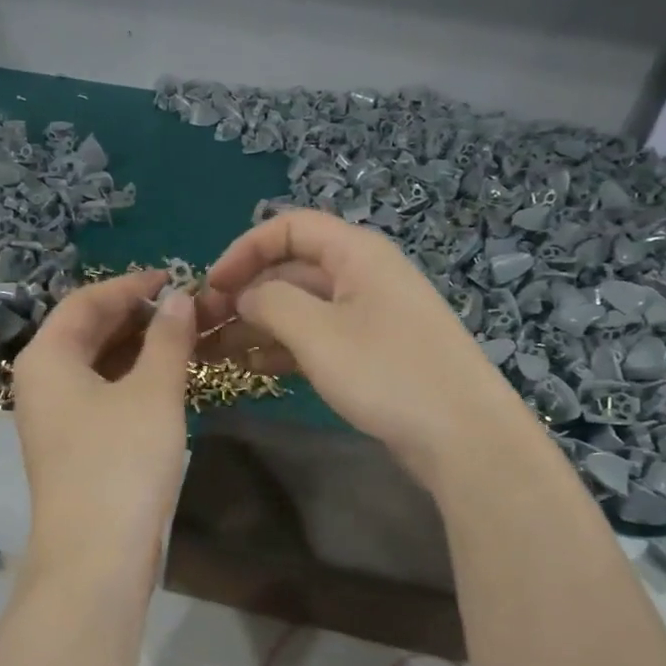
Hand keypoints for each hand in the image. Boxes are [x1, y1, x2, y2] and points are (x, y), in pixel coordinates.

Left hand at [11, 271, 196, 569]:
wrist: (97, 556)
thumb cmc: (121, 462)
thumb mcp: (153, 392)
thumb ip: (167, 339)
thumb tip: (178, 298)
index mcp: (47, 358)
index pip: (86, 301)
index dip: (131, 285)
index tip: (174, 278)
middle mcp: (41, 381)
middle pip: (87, 331)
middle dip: (136, 315)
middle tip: (185, 308)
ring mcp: (55, 416)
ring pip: (97, 364)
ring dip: (137, 347)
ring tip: (184, 337)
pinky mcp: (73, 445)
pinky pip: (101, 393)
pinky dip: (132, 378)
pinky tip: (166, 378)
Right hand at [197, 211, 520, 484]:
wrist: (462, 436)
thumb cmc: (387, 372)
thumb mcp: (318, 333)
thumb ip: (270, 302)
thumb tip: (244, 294)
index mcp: (356, 253)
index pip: (289, 228)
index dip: (244, 250)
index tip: (211, 286)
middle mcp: (362, 276)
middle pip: (291, 269)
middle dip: (245, 294)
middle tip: (202, 328)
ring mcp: (368, 317)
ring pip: (300, 308)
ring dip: (257, 325)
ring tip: (214, 353)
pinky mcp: (370, 353)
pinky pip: (316, 338)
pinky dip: (282, 349)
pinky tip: (250, 368)